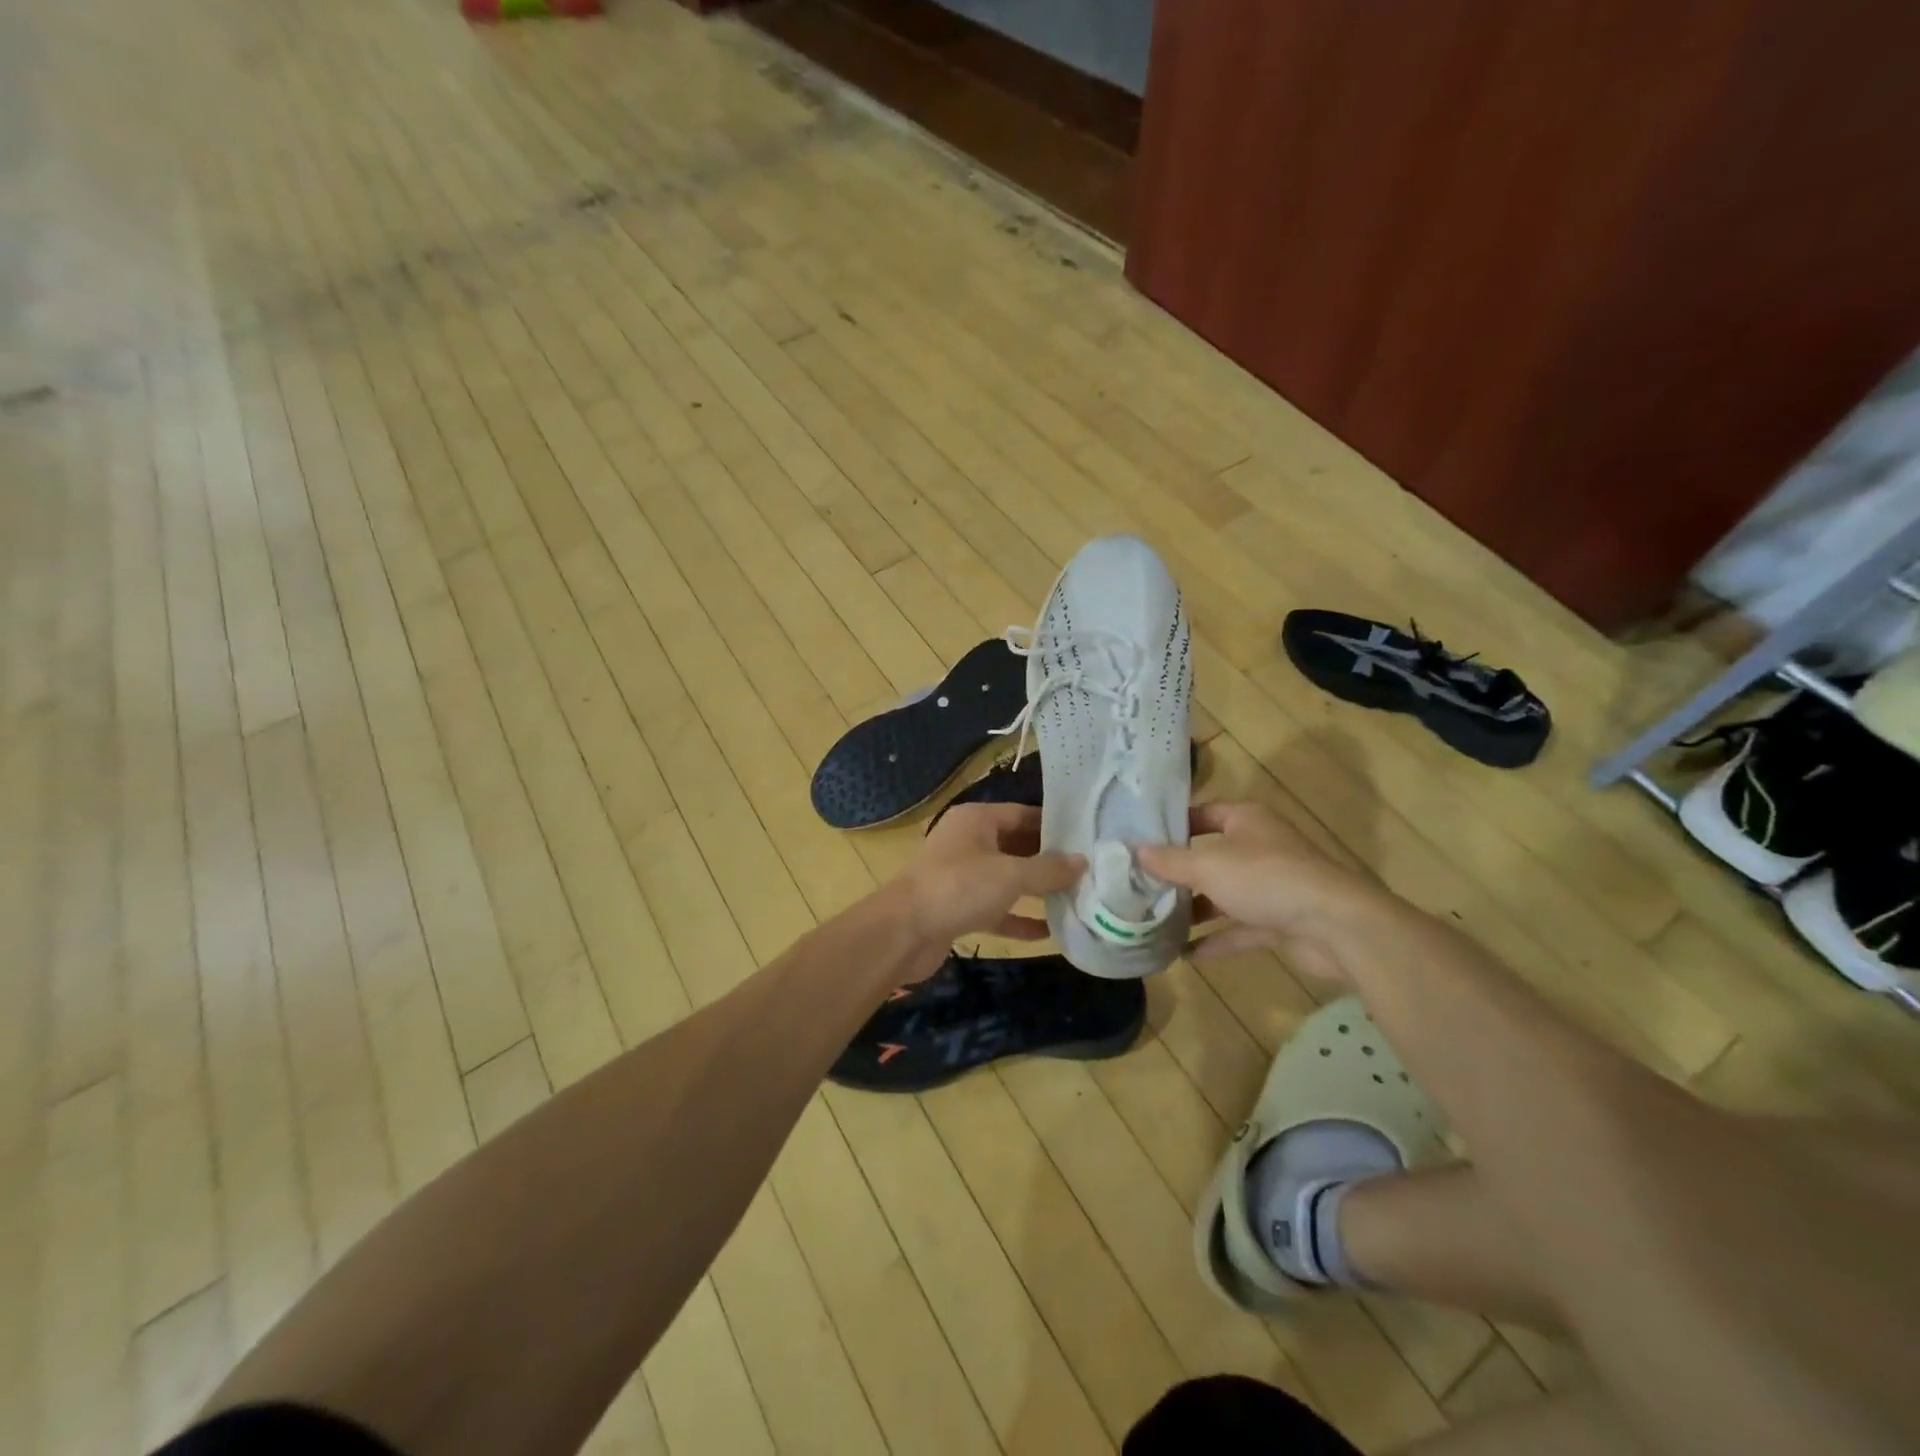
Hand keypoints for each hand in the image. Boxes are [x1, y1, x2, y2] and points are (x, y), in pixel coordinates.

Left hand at [892, 802, 1085, 970]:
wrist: (902, 931)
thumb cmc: (958, 888)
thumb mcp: (1010, 875)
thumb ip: (1048, 869)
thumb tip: (1082, 862)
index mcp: (976, 820)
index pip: (1023, 814)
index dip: (1054, 826)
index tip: (1087, 839)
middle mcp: (968, 842)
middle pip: (1016, 846)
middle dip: (1048, 861)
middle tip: (1089, 871)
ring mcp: (961, 877)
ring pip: (1006, 880)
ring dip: (1036, 891)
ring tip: (1076, 899)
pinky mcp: (958, 908)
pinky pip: (995, 909)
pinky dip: (1018, 918)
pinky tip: (1048, 933)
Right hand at [1136, 801, 1376, 982]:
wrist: (1335, 926)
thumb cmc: (1265, 878)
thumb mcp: (1207, 865)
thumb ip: (1170, 860)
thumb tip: (1135, 850)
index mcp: (1245, 820)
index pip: (1202, 814)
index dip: (1173, 825)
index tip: (1139, 840)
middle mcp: (1258, 847)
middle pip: (1210, 856)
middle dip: (1177, 872)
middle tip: (1138, 884)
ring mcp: (1270, 886)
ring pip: (1223, 894)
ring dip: (1193, 908)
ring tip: (1154, 919)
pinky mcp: (1279, 921)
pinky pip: (1239, 927)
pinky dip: (1215, 938)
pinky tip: (1184, 953)